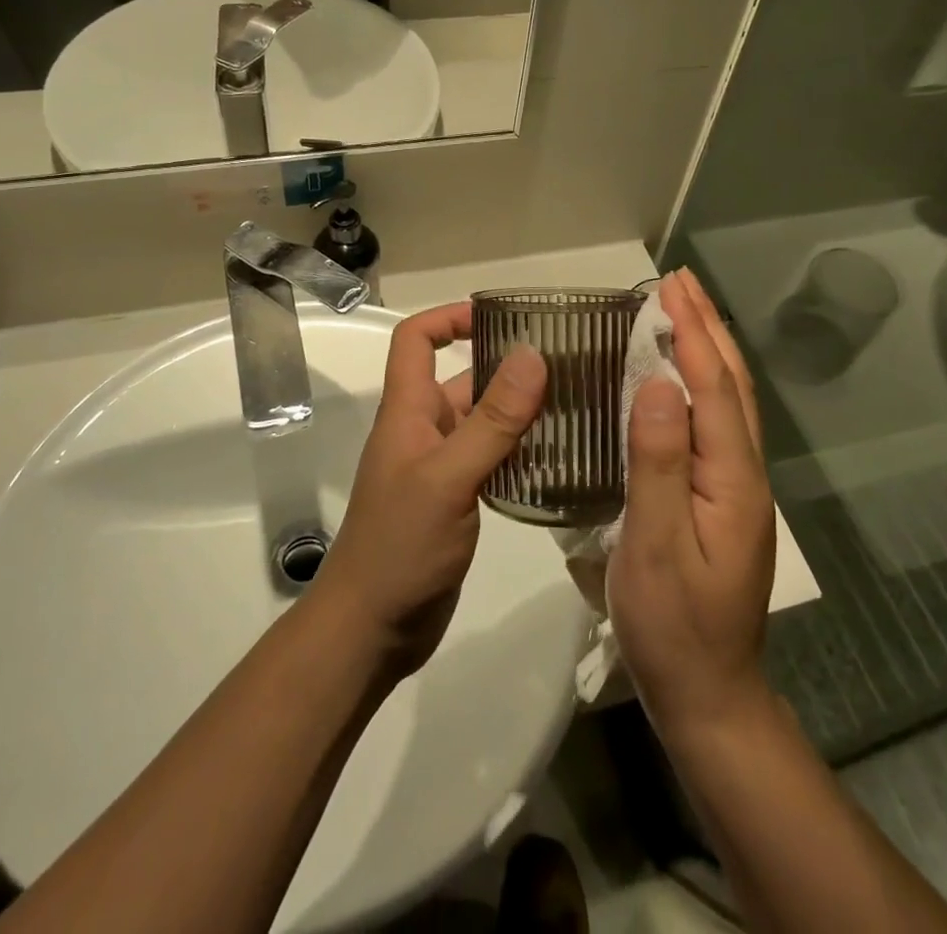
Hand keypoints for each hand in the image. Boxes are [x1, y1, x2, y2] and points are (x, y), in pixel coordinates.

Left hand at [316, 303, 545, 676]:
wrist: (372, 629)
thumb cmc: (400, 546)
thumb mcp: (450, 478)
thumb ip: (492, 420)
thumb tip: (532, 355)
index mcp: (408, 410)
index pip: (415, 340)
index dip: (449, 317)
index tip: (500, 316)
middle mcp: (422, 429)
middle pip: (461, 378)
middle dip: (506, 366)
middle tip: (566, 364)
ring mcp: (439, 466)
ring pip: (481, 420)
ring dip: (519, 410)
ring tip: (575, 404)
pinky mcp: (455, 498)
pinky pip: (490, 457)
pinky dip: (519, 449)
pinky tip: (559, 456)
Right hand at [609, 269, 775, 739]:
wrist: (710, 694)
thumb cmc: (673, 623)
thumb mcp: (653, 544)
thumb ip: (658, 462)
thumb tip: (658, 382)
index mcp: (732, 477)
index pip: (714, 386)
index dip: (693, 332)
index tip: (671, 286)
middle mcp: (745, 471)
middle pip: (732, 383)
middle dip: (707, 326)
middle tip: (679, 280)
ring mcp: (738, 486)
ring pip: (730, 400)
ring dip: (709, 347)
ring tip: (683, 310)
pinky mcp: (723, 498)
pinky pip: (716, 422)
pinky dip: (702, 382)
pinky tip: (680, 378)